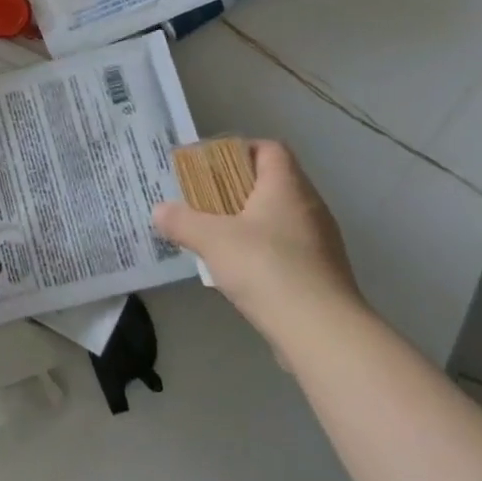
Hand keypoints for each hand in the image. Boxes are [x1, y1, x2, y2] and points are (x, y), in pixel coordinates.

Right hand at [152, 140, 363, 348]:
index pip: (270, 149)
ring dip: (250, 222)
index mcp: (287, 186)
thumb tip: (159, 210)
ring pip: (280, 217)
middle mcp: (309, 206)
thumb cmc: (266, 268)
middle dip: (237, 189)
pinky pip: (288, 248)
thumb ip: (183, 221)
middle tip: (205, 200)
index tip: (211, 166)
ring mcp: (321, 241)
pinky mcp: (322, 273)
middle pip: (273, 182)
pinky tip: (241, 270)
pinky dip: (264, 250)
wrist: (322, 332)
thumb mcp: (212, 240)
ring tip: (217, 236)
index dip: (240, 150)